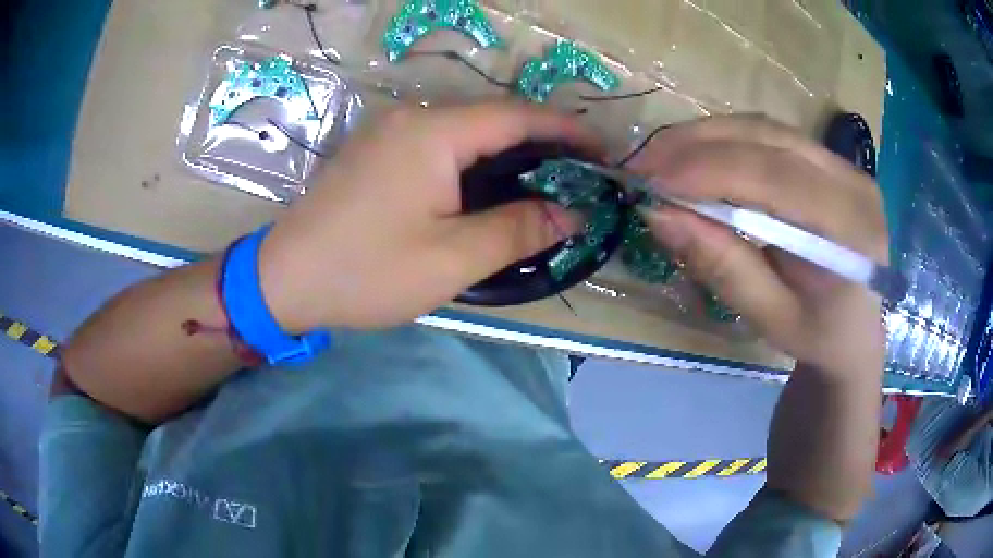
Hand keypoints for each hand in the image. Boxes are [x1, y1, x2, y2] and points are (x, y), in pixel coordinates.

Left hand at [257, 102, 593, 331]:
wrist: (284, 279)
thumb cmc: (366, 271)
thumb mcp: (451, 259)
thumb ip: (518, 229)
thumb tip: (571, 213)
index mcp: (433, 133)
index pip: (518, 117)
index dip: (566, 130)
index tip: (602, 150)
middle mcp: (412, 117)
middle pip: (493, 118)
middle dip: (542, 142)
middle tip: (579, 175)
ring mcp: (390, 131)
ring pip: (466, 131)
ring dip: (508, 152)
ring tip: (545, 182)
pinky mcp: (378, 151)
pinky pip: (440, 144)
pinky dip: (475, 160)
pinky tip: (490, 186)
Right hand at [631, 116, 888, 375]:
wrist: (861, 331)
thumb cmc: (822, 336)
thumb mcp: (773, 318)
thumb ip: (724, 267)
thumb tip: (660, 215)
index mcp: (850, 230)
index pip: (775, 177)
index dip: (709, 170)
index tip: (650, 180)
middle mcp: (852, 181)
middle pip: (768, 137)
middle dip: (698, 143)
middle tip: (644, 163)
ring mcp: (843, 164)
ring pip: (766, 129)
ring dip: (707, 136)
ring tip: (661, 157)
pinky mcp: (829, 161)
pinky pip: (771, 136)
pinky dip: (727, 141)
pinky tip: (699, 156)